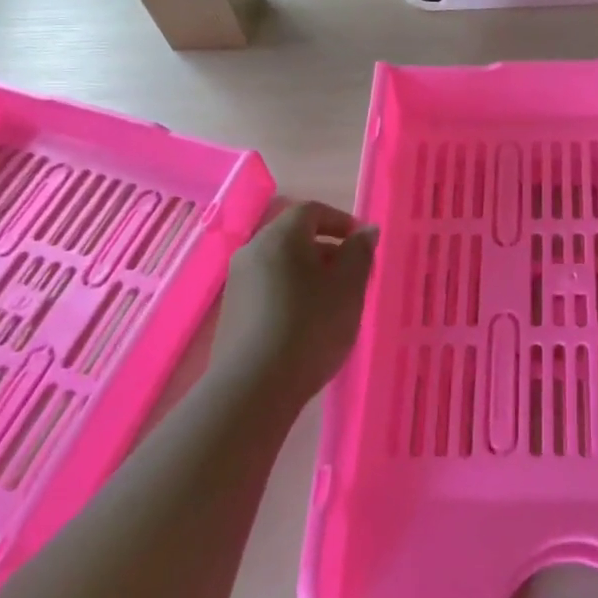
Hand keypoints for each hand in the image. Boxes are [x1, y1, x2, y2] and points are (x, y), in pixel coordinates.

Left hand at [209, 201, 377, 407]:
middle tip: (353, 276)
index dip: (341, 221)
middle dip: (327, 250)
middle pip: (294, 237)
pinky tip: (306, 323)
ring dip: (309, 274)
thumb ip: (360, 252)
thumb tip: (365, 231)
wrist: (254, 386)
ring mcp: (237, 283)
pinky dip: (291, 293)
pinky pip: (268, 288)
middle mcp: (252, 251)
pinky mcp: (231, 312)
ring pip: (281, 264)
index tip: (363, 244)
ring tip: (333, 303)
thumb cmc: (311, 326)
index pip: (312, 211)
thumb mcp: (349, 287)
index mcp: (280, 237)